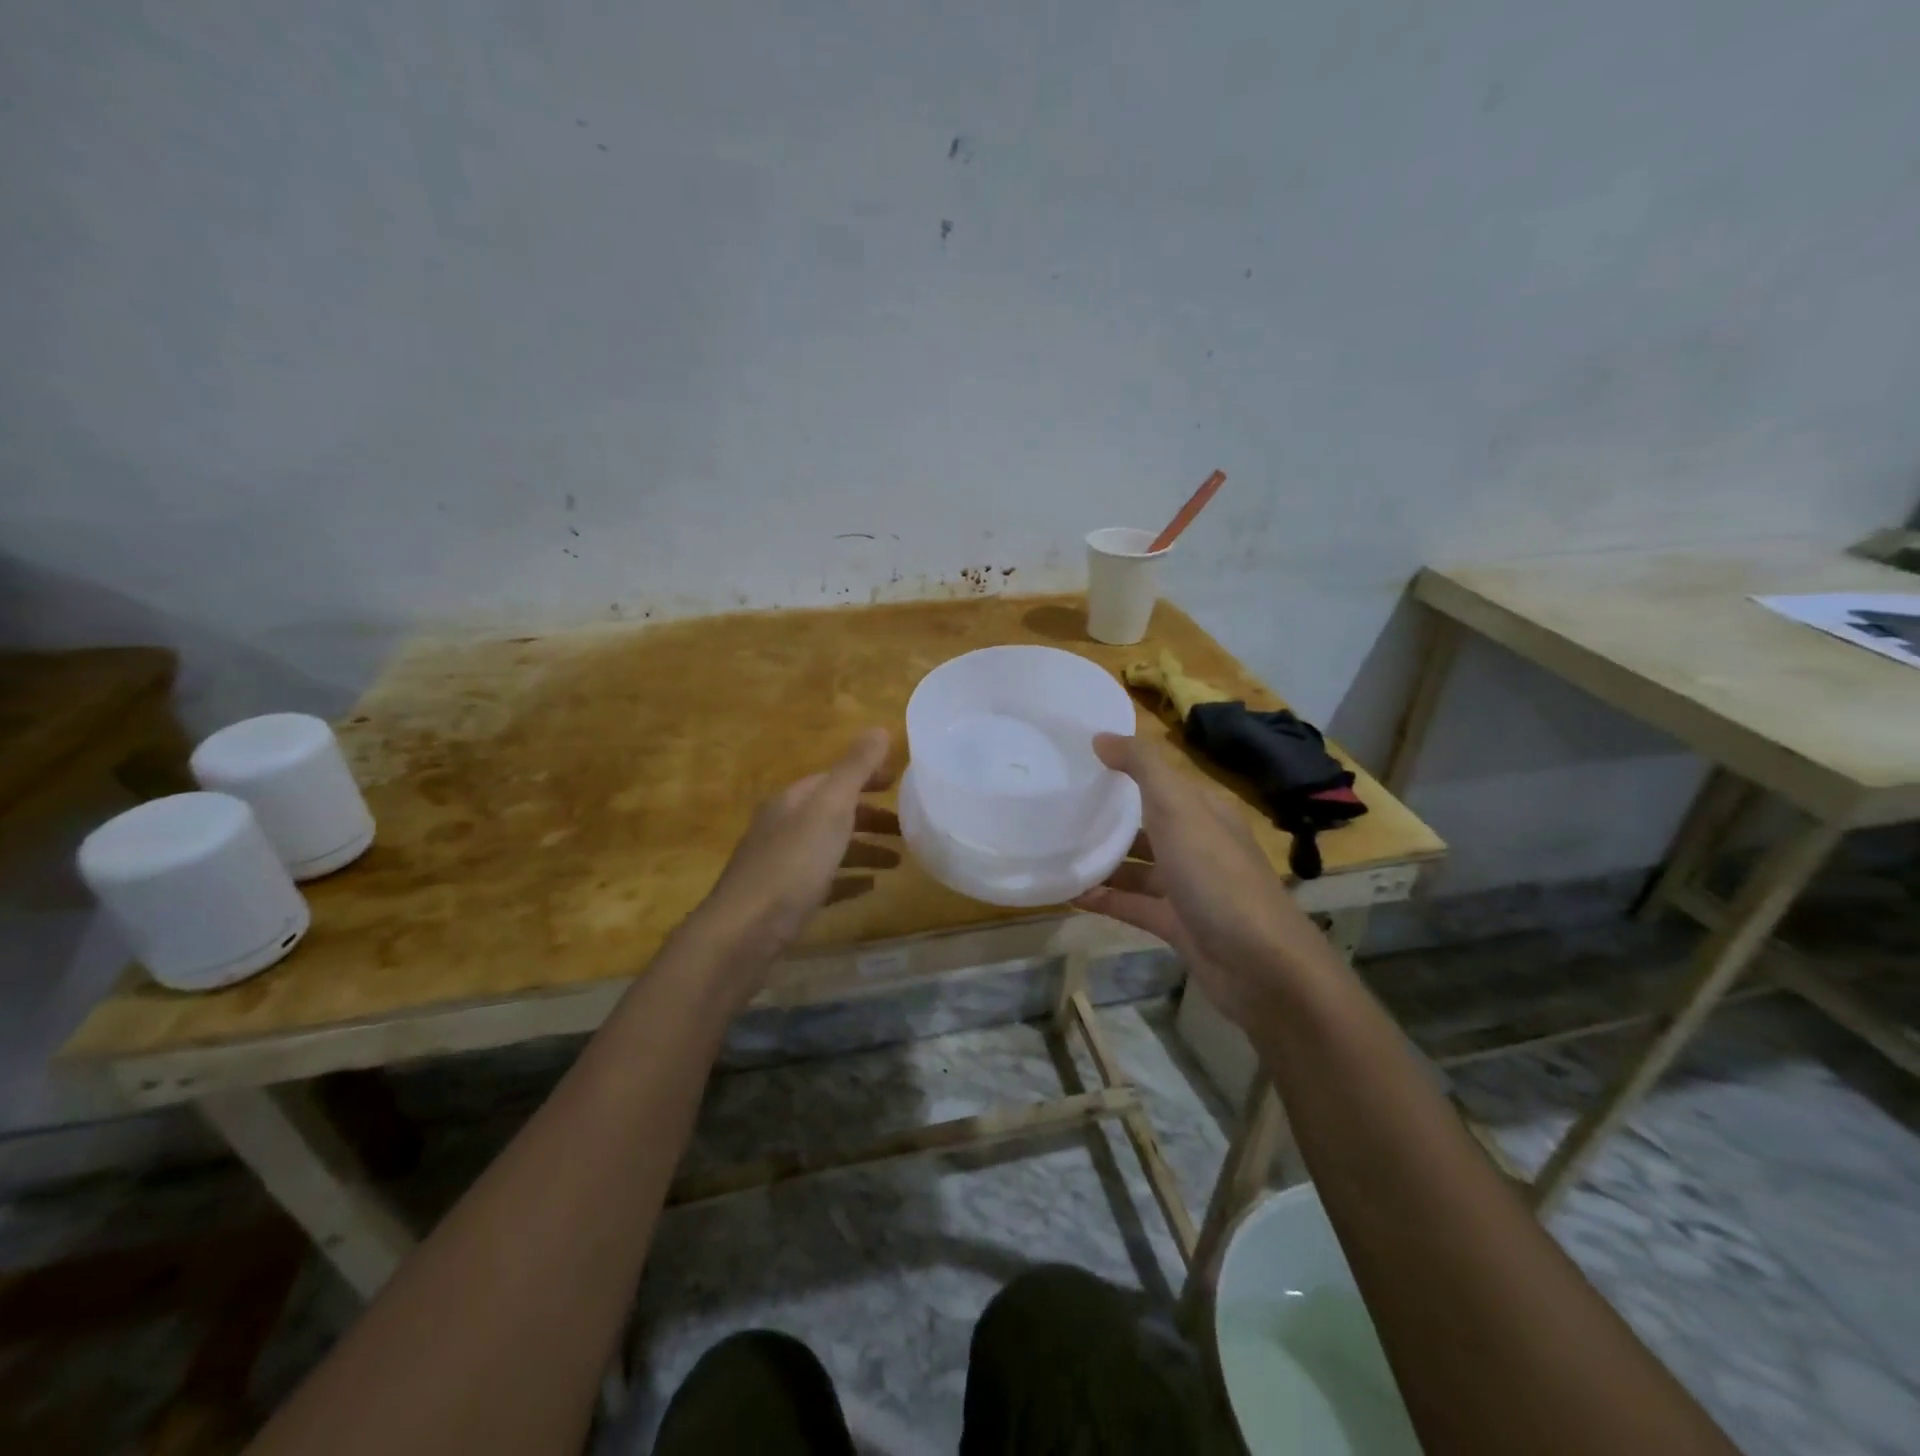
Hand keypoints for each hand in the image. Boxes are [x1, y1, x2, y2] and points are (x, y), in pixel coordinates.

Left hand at [687, 729, 898, 978]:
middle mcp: (785, 827)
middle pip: (834, 813)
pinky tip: (871, 888)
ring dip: (865, 849)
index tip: (902, 782)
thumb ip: (855, 769)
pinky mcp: (786, 900)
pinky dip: (850, 880)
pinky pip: (826, 882)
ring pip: (832, 848)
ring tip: (900, 860)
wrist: (744, 933)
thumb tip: (879, 729)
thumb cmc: (792, 865)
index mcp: (794, 801)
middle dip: (871, 816)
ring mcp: (783, 865)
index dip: (868, 776)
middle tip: (909, 825)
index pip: (835, 778)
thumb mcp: (829, 809)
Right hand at [1072, 733, 1334, 1022]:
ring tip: (1054, 850)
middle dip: (1107, 816)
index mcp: (1204, 810)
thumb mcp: (1178, 807)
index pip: (1160, 780)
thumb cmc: (1216, 875)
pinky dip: (1103, 898)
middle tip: (1055, 807)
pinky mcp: (1176, 924)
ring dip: (1101, 860)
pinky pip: (1131, 904)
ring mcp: (1187, 887)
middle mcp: (1197, 843)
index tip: (1076, 762)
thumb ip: (1142, 767)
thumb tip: (1101, 736)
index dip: (1123, 768)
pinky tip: (1068, 893)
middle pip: (1146, 823)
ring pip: (1136, 866)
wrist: (1260, 966)